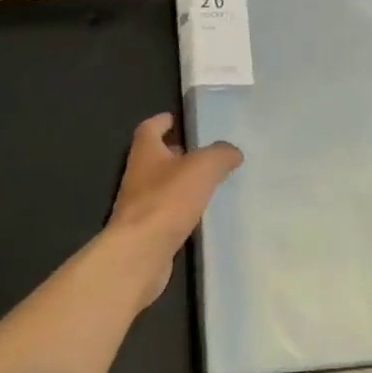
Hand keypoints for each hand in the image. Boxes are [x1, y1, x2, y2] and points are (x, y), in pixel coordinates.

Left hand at [107, 113, 242, 307]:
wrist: (140, 254)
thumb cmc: (167, 200)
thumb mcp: (202, 167)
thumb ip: (220, 154)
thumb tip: (233, 152)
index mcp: (145, 152)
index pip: (149, 128)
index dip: (162, 121)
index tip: (178, 119)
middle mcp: (138, 175)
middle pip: (156, 157)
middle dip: (177, 152)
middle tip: (204, 152)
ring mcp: (139, 205)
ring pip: (162, 185)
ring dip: (181, 182)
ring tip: (208, 182)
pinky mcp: (146, 231)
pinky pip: (166, 212)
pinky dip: (181, 209)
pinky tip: (200, 214)